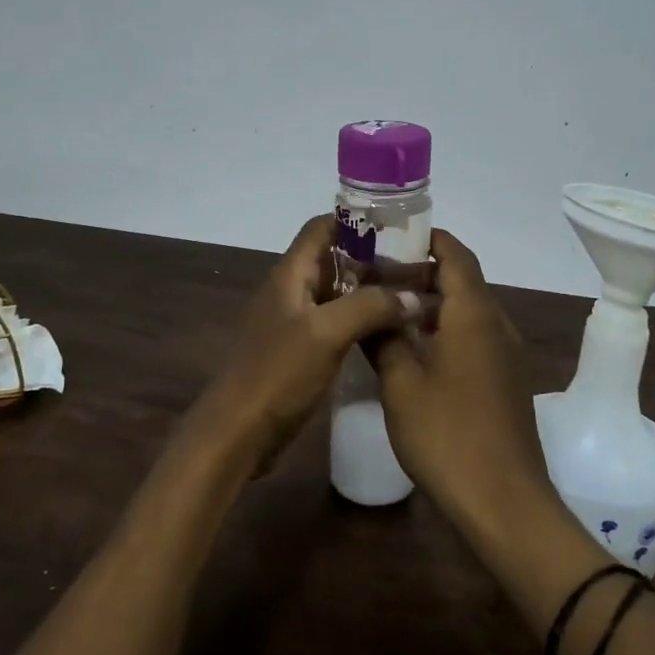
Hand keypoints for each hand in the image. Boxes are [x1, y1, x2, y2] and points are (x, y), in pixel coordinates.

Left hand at [191, 215, 421, 476]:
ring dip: (369, 292)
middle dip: (372, 259)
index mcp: (290, 274)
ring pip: (336, 293)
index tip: (397, 228)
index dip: (356, 221)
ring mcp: (293, 323)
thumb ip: (370, 307)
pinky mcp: (299, 352)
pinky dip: (360, 321)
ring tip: (410, 296)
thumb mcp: (327, 333)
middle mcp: (290, 291)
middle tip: (416, 267)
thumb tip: (413, 296)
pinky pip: (334, 324)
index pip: (321, 227)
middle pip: (332, 259)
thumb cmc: (278, 373)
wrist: (238, 433)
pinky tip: (388, 333)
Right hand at [369, 230, 555, 532]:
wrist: (505, 502)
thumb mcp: (401, 385)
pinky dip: (447, 331)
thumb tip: (371, 311)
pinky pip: (476, 338)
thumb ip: (384, 339)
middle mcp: (497, 324)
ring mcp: (507, 355)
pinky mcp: (507, 381)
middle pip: (463, 281)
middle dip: (423, 273)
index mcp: (474, 314)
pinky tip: (414, 352)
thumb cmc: (448, 436)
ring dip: (433, 304)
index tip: (394, 235)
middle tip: (378, 276)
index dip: (429, 239)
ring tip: (389, 311)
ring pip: (469, 312)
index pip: (456, 254)